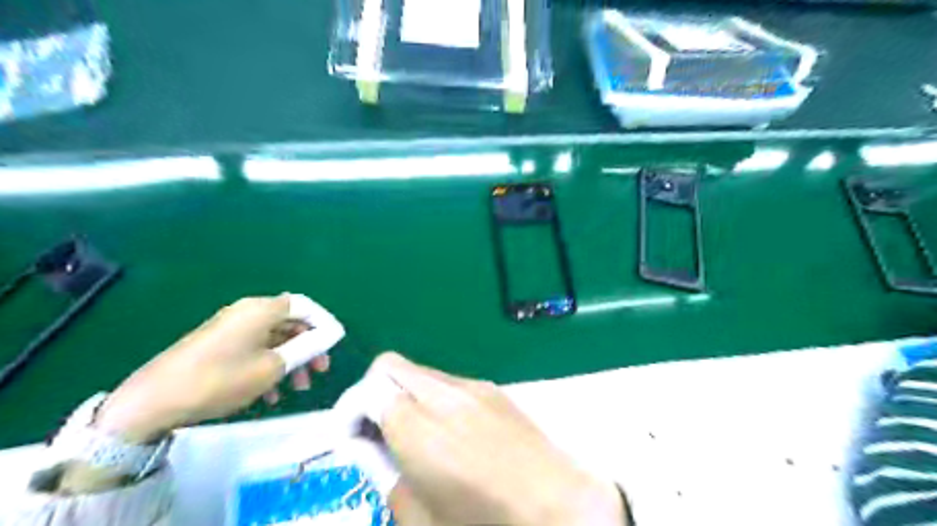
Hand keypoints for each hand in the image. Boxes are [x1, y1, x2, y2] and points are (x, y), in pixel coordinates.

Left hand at [97, 296, 332, 442]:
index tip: (336, 344)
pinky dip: (270, 367)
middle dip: (309, 347)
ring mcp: (231, 329)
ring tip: (299, 388)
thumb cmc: (220, 379)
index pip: (304, 305)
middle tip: (321, 370)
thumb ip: (306, 348)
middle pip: (290, 323)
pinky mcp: (219, 346)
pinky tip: (272, 395)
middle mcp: (247, 312)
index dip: (324, 322)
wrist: (153, 402)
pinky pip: (255, 350)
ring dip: (292, 361)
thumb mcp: (272, 366)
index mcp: (261, 310)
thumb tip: (331, 335)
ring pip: (274, 340)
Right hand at [373, 353, 628, 525]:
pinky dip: (432, 398)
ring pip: (419, 372)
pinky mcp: (493, 389)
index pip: (367, 389)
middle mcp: (444, 394)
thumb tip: (364, 444)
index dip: (349, 411)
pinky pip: (448, 382)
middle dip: (372, 393)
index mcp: (419, 427)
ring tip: (414, 436)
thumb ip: (383, 472)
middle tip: (376, 433)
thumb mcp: (420, 517)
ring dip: (404, 394)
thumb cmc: (486, 525)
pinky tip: (450, 433)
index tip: (352, 437)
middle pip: (389, 366)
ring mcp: (472, 387)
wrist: (562, 508)